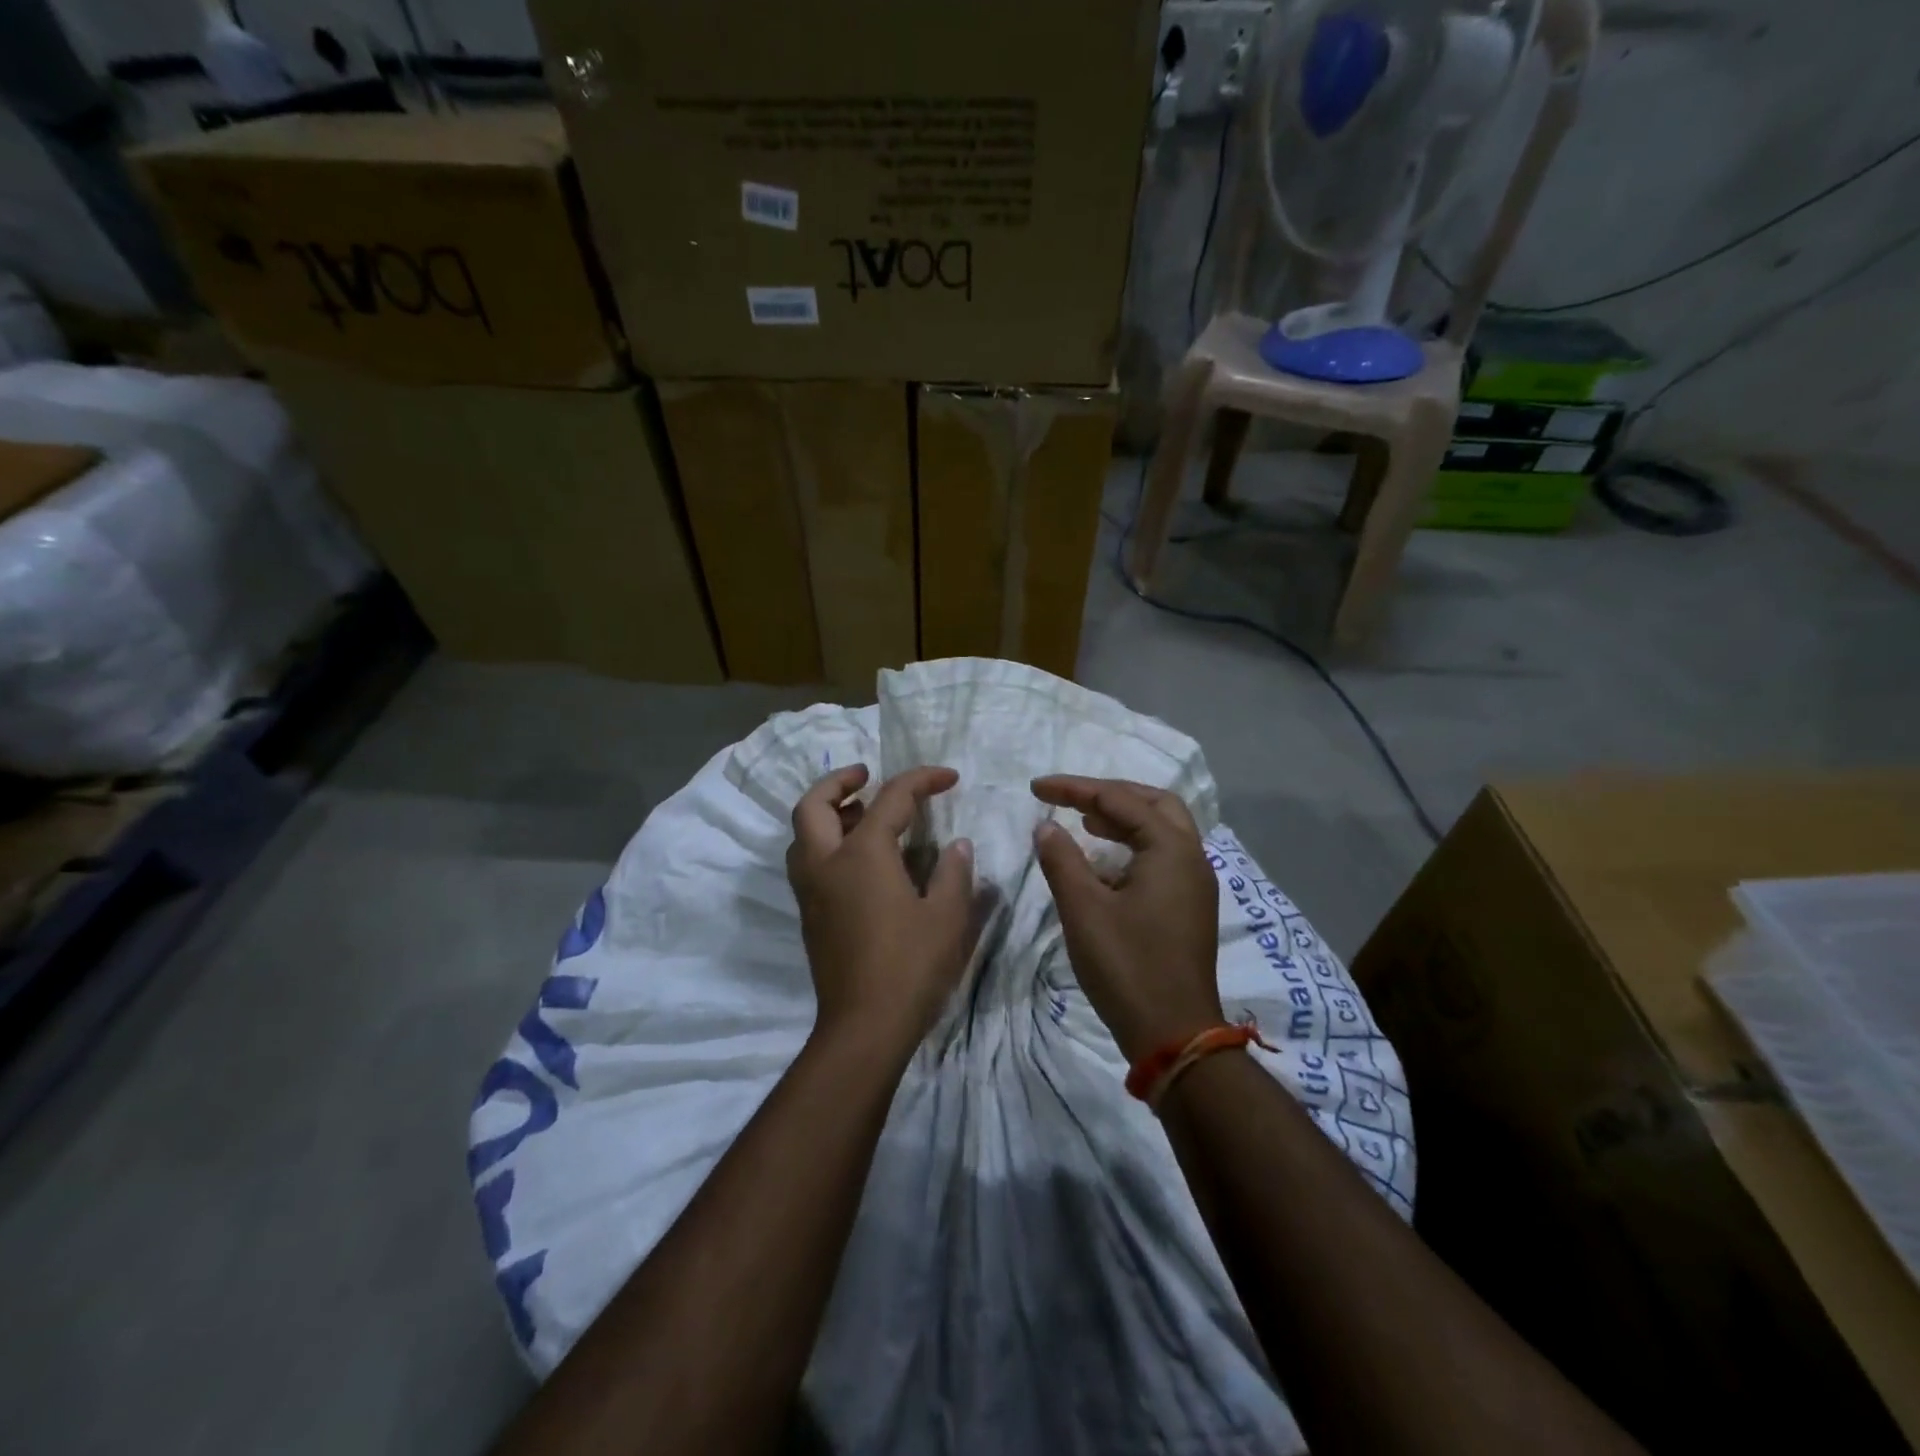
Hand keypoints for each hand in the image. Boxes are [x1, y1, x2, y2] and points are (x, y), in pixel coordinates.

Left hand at [787, 764, 974, 1055]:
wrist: (863, 1028)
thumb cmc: (910, 967)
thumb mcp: (947, 917)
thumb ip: (953, 873)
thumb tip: (956, 845)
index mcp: (862, 854)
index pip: (891, 799)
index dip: (922, 780)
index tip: (949, 776)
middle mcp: (826, 864)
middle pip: (814, 805)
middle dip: (839, 781)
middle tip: (866, 776)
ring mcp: (811, 892)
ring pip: (803, 834)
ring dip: (827, 812)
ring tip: (861, 813)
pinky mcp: (810, 916)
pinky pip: (807, 861)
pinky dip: (825, 842)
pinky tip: (858, 859)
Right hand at [1031, 776, 1221, 1061]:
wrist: (1174, 1035)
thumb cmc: (1127, 967)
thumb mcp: (1084, 910)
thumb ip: (1062, 860)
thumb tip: (1046, 827)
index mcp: (1171, 849)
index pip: (1120, 800)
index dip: (1074, 789)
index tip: (1036, 788)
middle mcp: (1192, 858)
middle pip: (1154, 803)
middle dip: (1110, 795)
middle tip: (1071, 799)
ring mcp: (1195, 884)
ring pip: (1162, 830)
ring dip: (1124, 819)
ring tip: (1084, 823)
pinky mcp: (1189, 907)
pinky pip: (1162, 857)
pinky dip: (1132, 846)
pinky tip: (1104, 863)